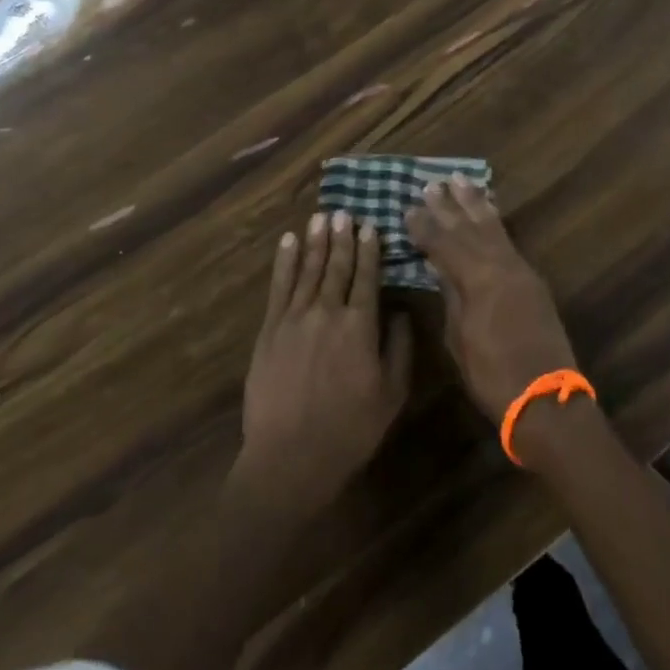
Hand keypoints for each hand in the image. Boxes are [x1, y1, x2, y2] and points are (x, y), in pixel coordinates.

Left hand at [233, 211, 411, 517]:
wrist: (290, 457)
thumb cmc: (349, 430)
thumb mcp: (391, 395)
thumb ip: (399, 349)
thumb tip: (399, 312)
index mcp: (360, 327)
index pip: (366, 278)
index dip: (369, 250)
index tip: (370, 227)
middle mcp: (327, 312)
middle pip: (336, 267)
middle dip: (342, 238)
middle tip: (344, 212)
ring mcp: (294, 319)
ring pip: (307, 270)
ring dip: (315, 242)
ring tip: (321, 217)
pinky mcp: (269, 330)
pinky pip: (278, 287)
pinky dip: (284, 262)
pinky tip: (288, 243)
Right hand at [406, 176, 574, 424]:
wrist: (545, 398)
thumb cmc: (492, 375)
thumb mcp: (459, 338)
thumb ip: (451, 297)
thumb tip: (441, 269)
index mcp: (477, 279)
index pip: (444, 244)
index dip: (424, 227)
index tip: (407, 208)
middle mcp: (500, 266)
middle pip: (470, 228)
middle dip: (449, 206)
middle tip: (432, 184)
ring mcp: (520, 271)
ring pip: (493, 228)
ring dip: (476, 204)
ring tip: (462, 181)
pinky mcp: (532, 281)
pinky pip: (509, 240)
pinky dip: (495, 222)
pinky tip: (490, 212)